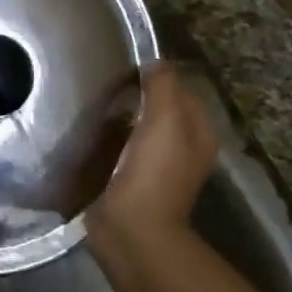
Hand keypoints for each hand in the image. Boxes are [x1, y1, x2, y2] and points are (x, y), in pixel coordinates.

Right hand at [92, 63, 215, 243]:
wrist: (131, 229)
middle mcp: (183, 149)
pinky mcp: (132, 181)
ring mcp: (158, 167)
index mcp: (199, 133)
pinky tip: (93, 132)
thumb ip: (163, 85)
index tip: (127, 65)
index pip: (182, 90)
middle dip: (139, 95)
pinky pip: (122, 148)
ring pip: (141, 128)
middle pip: (161, 109)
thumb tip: (154, 61)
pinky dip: (110, 138)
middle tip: (107, 81)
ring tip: (97, 102)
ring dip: (122, 116)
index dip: (159, 75)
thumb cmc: (154, 171)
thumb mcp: (166, 119)